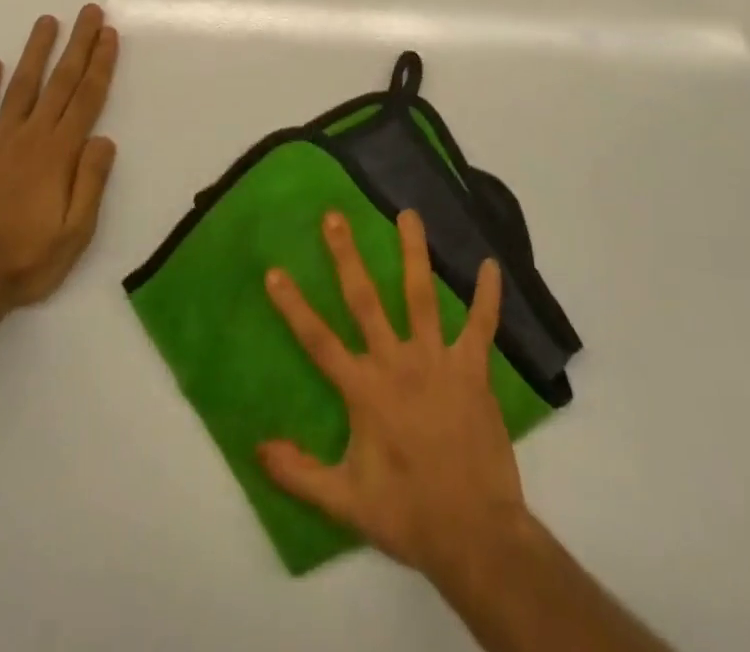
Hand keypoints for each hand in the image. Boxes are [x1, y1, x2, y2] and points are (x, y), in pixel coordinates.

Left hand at [0, 4, 119, 311]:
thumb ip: (91, 183)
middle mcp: (30, 137)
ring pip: (21, 86)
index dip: (100, 64)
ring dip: (36, 52)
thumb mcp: (75, 233)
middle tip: (89, 12)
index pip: (86, 99)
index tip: (108, 35)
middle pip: (59, 82)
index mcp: (59, 154)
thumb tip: (104, 139)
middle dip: (78, 45)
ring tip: (48, 21)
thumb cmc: (26, 260)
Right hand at [258, 208, 530, 581]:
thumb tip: (257, 447)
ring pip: (421, 296)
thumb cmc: (408, 515)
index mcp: (364, 391)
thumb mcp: (345, 503)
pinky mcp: (472, 370)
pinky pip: (481, 326)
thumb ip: (299, 473)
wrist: (476, 535)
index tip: (274, 271)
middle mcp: (397, 364)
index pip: (318, 340)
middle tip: (335, 216)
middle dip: (347, 256)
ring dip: (414, 253)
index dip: (294, 306)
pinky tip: (492, 265)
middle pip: (366, 300)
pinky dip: (488, 296)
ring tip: (409, 214)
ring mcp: (438, 362)